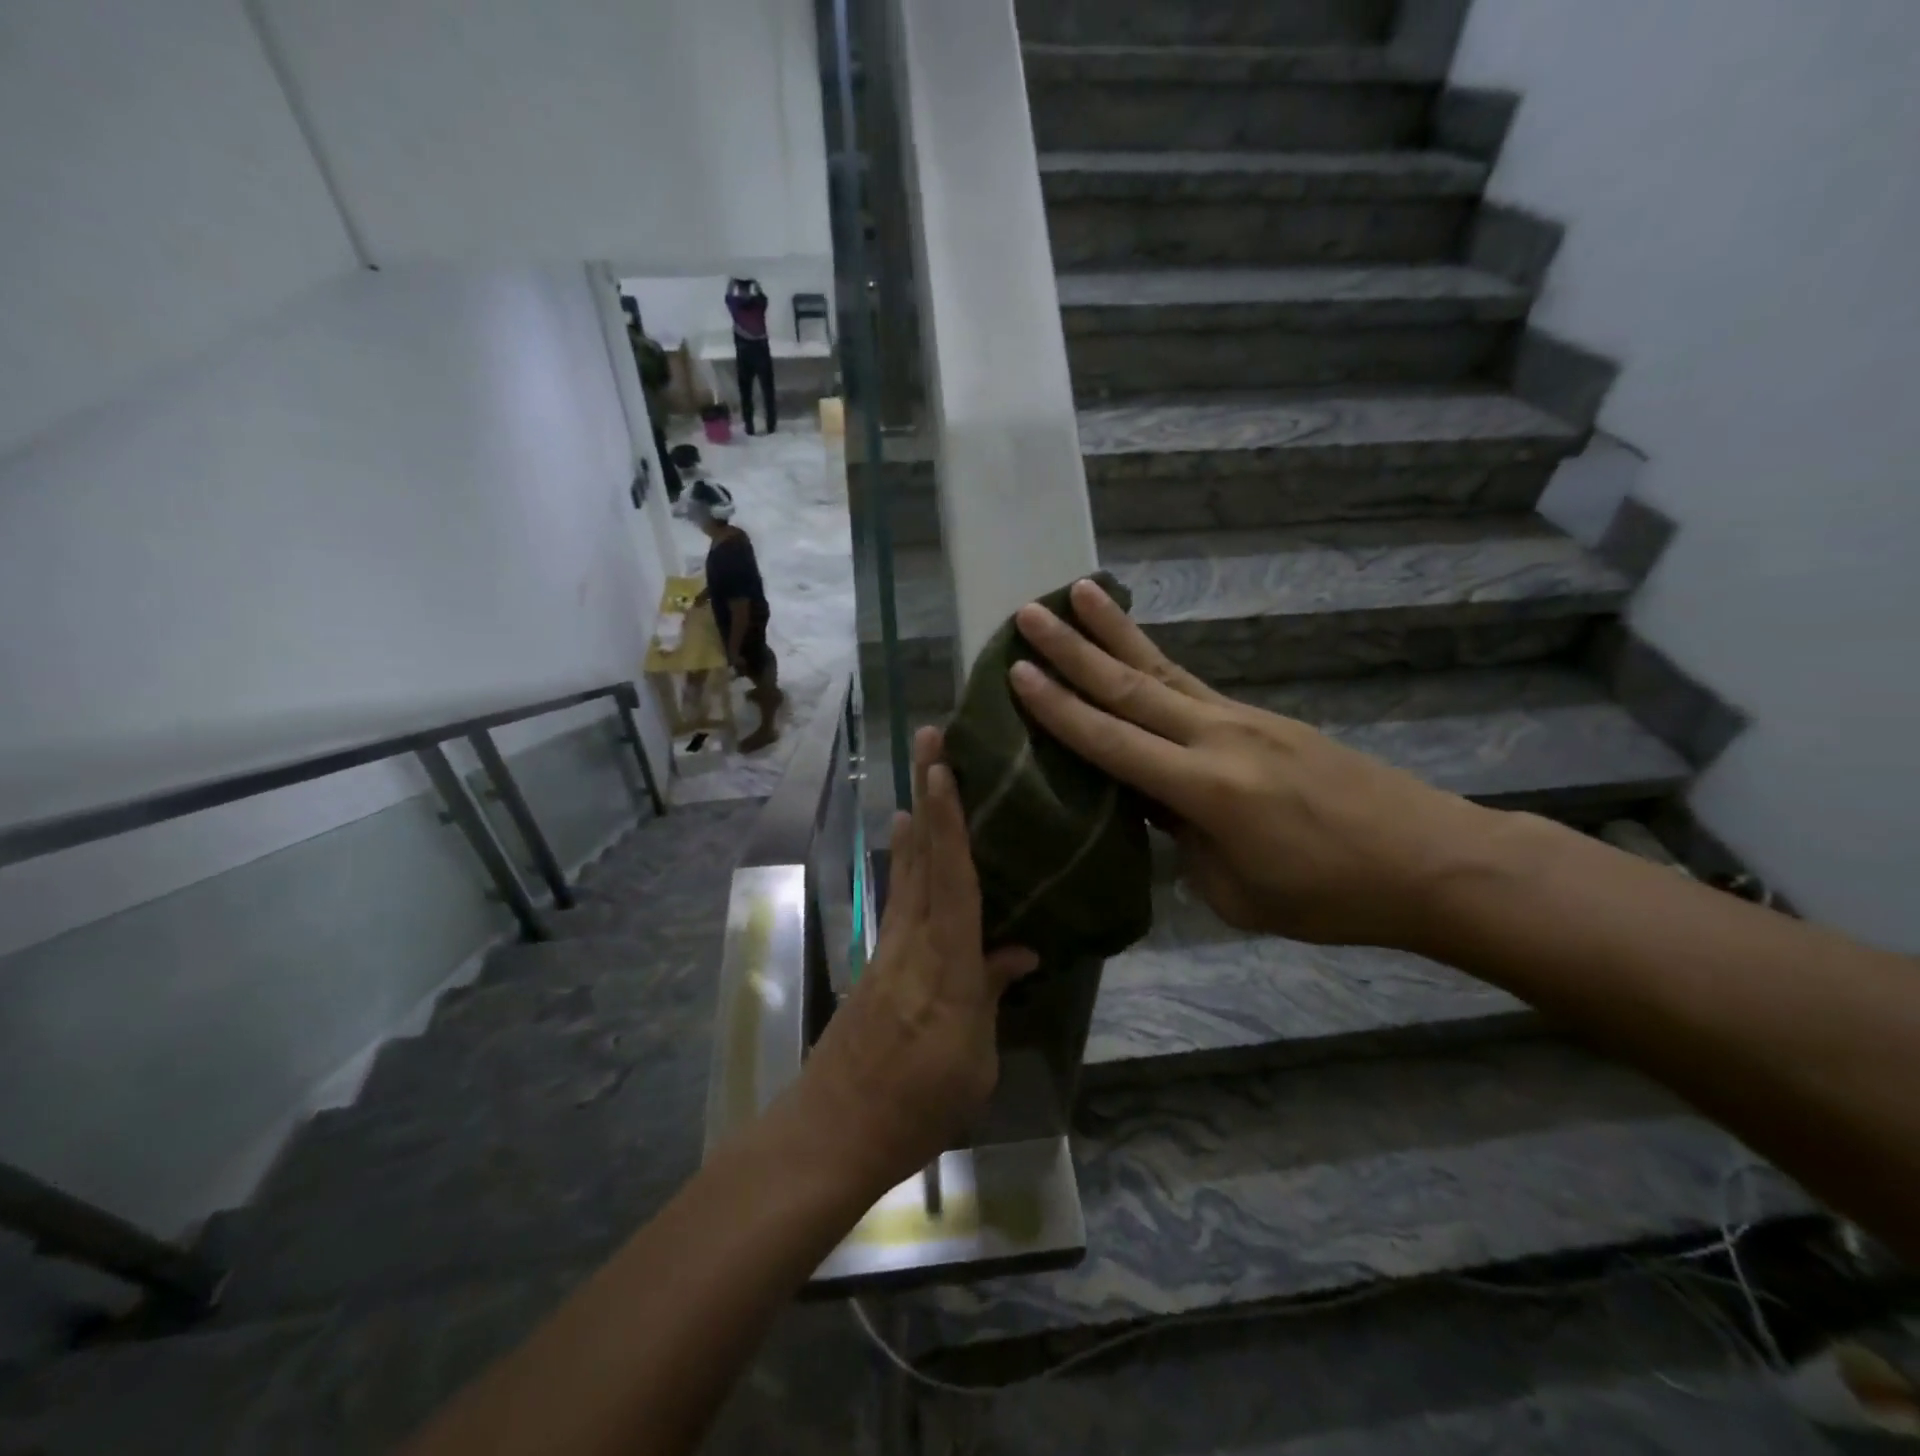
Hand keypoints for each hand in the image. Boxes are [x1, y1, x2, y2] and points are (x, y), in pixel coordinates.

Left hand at [794, 727, 1037, 1193]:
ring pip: (907, 873)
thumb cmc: (918, 1106)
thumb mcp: (974, 1060)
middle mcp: (914, 942)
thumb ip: (991, 994)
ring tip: (920, 783)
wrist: (833, 1132)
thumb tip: (1019, 949)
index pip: (953, 879)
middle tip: (928, 741)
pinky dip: (906, 865)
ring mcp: (889, 949)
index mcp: (947, 965)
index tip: (943, 768)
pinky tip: (909, 852)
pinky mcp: (876, 964)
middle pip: (924, 857)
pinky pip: (899, 900)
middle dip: (928, 796)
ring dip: (916, 824)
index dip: (950, 821)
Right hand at [1009, 580, 1491, 951]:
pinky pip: (1192, 684)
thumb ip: (1184, 843)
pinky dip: (1154, 660)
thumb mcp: (1235, 892)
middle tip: (1028, 612)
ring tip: (1076, 592)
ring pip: (1162, 669)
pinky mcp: (1263, 718)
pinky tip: (1135, 650)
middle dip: (1073, 648)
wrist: (1429, 860)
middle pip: (1130, 685)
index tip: (1017, 672)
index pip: (1112, 741)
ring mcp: (1242, 719)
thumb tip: (1159, 807)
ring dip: (1113, 631)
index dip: (1060, 709)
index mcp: (1204, 789)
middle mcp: (1217, 737)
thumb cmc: (1329, 895)